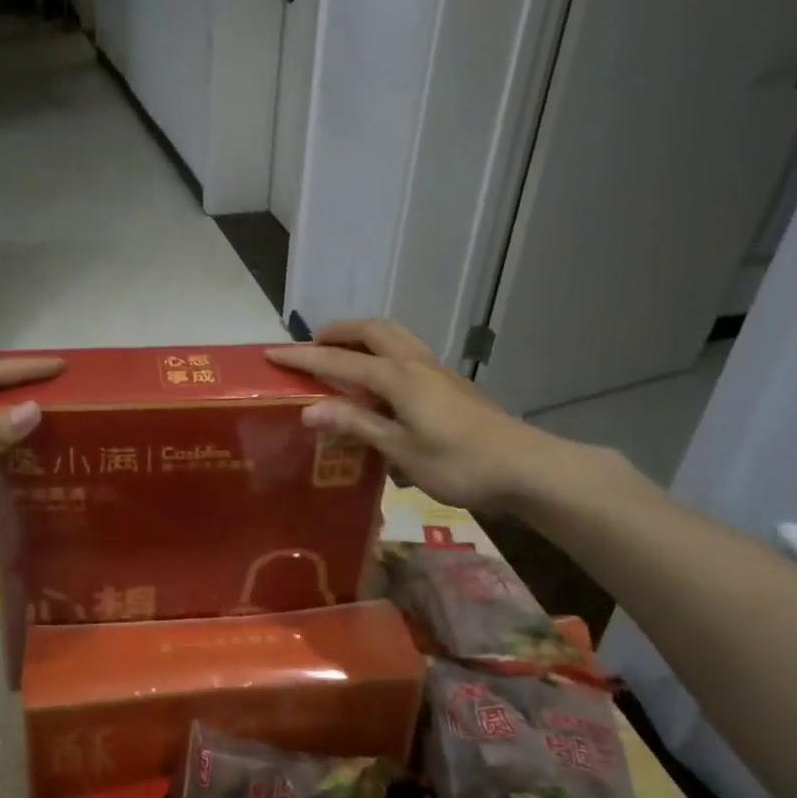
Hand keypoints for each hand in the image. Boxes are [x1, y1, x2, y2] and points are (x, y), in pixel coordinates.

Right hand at [267, 319, 584, 513]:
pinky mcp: (450, 382)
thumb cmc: (459, 463)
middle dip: (337, 332)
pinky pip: (406, 351)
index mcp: (397, 377)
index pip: (339, 360)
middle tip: (313, 347)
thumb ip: (356, 423)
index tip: (270, 353)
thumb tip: (308, 409)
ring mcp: (436, 369)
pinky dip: (382, 351)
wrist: (526, 467)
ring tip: (343, 356)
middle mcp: (414, 363)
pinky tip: (381, 382)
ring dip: (362, 336)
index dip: (303, 356)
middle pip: (370, 330)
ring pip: (393, 335)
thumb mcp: (401, 450)